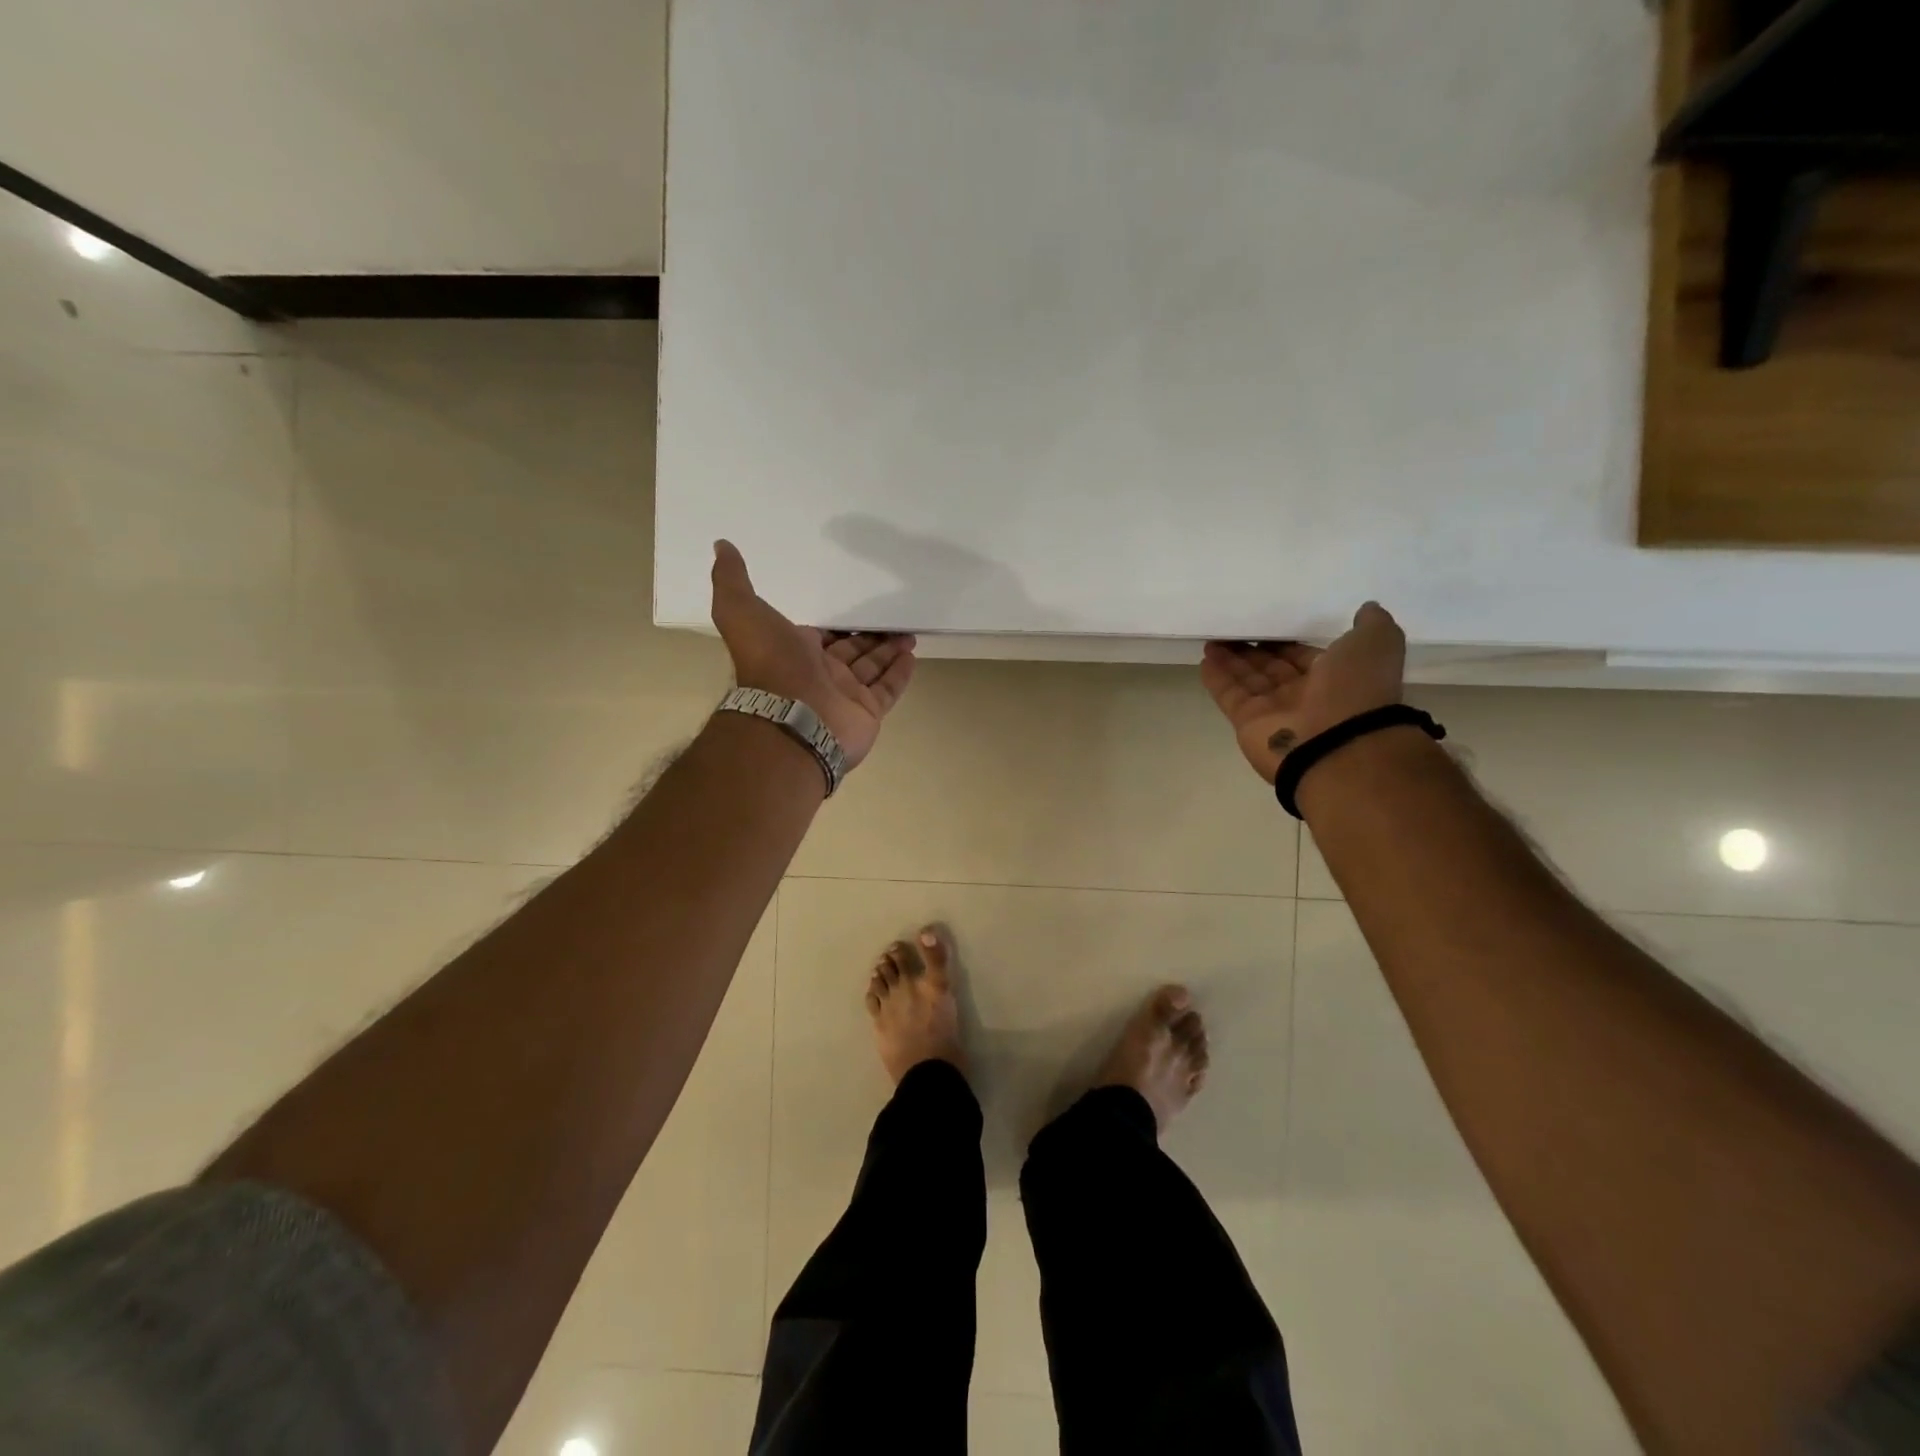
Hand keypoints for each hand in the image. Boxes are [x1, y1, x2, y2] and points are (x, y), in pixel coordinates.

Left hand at [709, 540, 916, 769]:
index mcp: (794, 652)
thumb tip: (722, 546)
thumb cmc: (770, 663)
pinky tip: (912, 655)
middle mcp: (820, 674)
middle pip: (851, 651)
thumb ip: (732, 580)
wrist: (791, 718)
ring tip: (909, 631)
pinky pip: (887, 689)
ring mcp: (845, 696)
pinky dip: (899, 673)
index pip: (822, 635)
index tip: (858, 606)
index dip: (838, 624)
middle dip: (870, 635)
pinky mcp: (867, 712)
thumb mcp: (740, 611)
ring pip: (872, 668)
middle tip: (893, 616)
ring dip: (889, 650)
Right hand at [1201, 603, 1405, 783]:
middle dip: (1253, 650)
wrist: (1338, 744)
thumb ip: (1372, 624)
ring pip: (1248, 679)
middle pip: (1272, 667)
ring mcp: (1274, 711)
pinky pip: (1230, 695)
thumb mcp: (1376, 644)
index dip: (1284, 641)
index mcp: (1335, 677)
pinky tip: (1205, 659)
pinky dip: (1217, 678)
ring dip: (1231, 660)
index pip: (1302, 655)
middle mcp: (1304, 695)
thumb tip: (1366, 608)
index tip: (1265, 623)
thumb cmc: (1357, 690)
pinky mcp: (1247, 723)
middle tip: (1232, 629)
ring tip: (1212, 639)